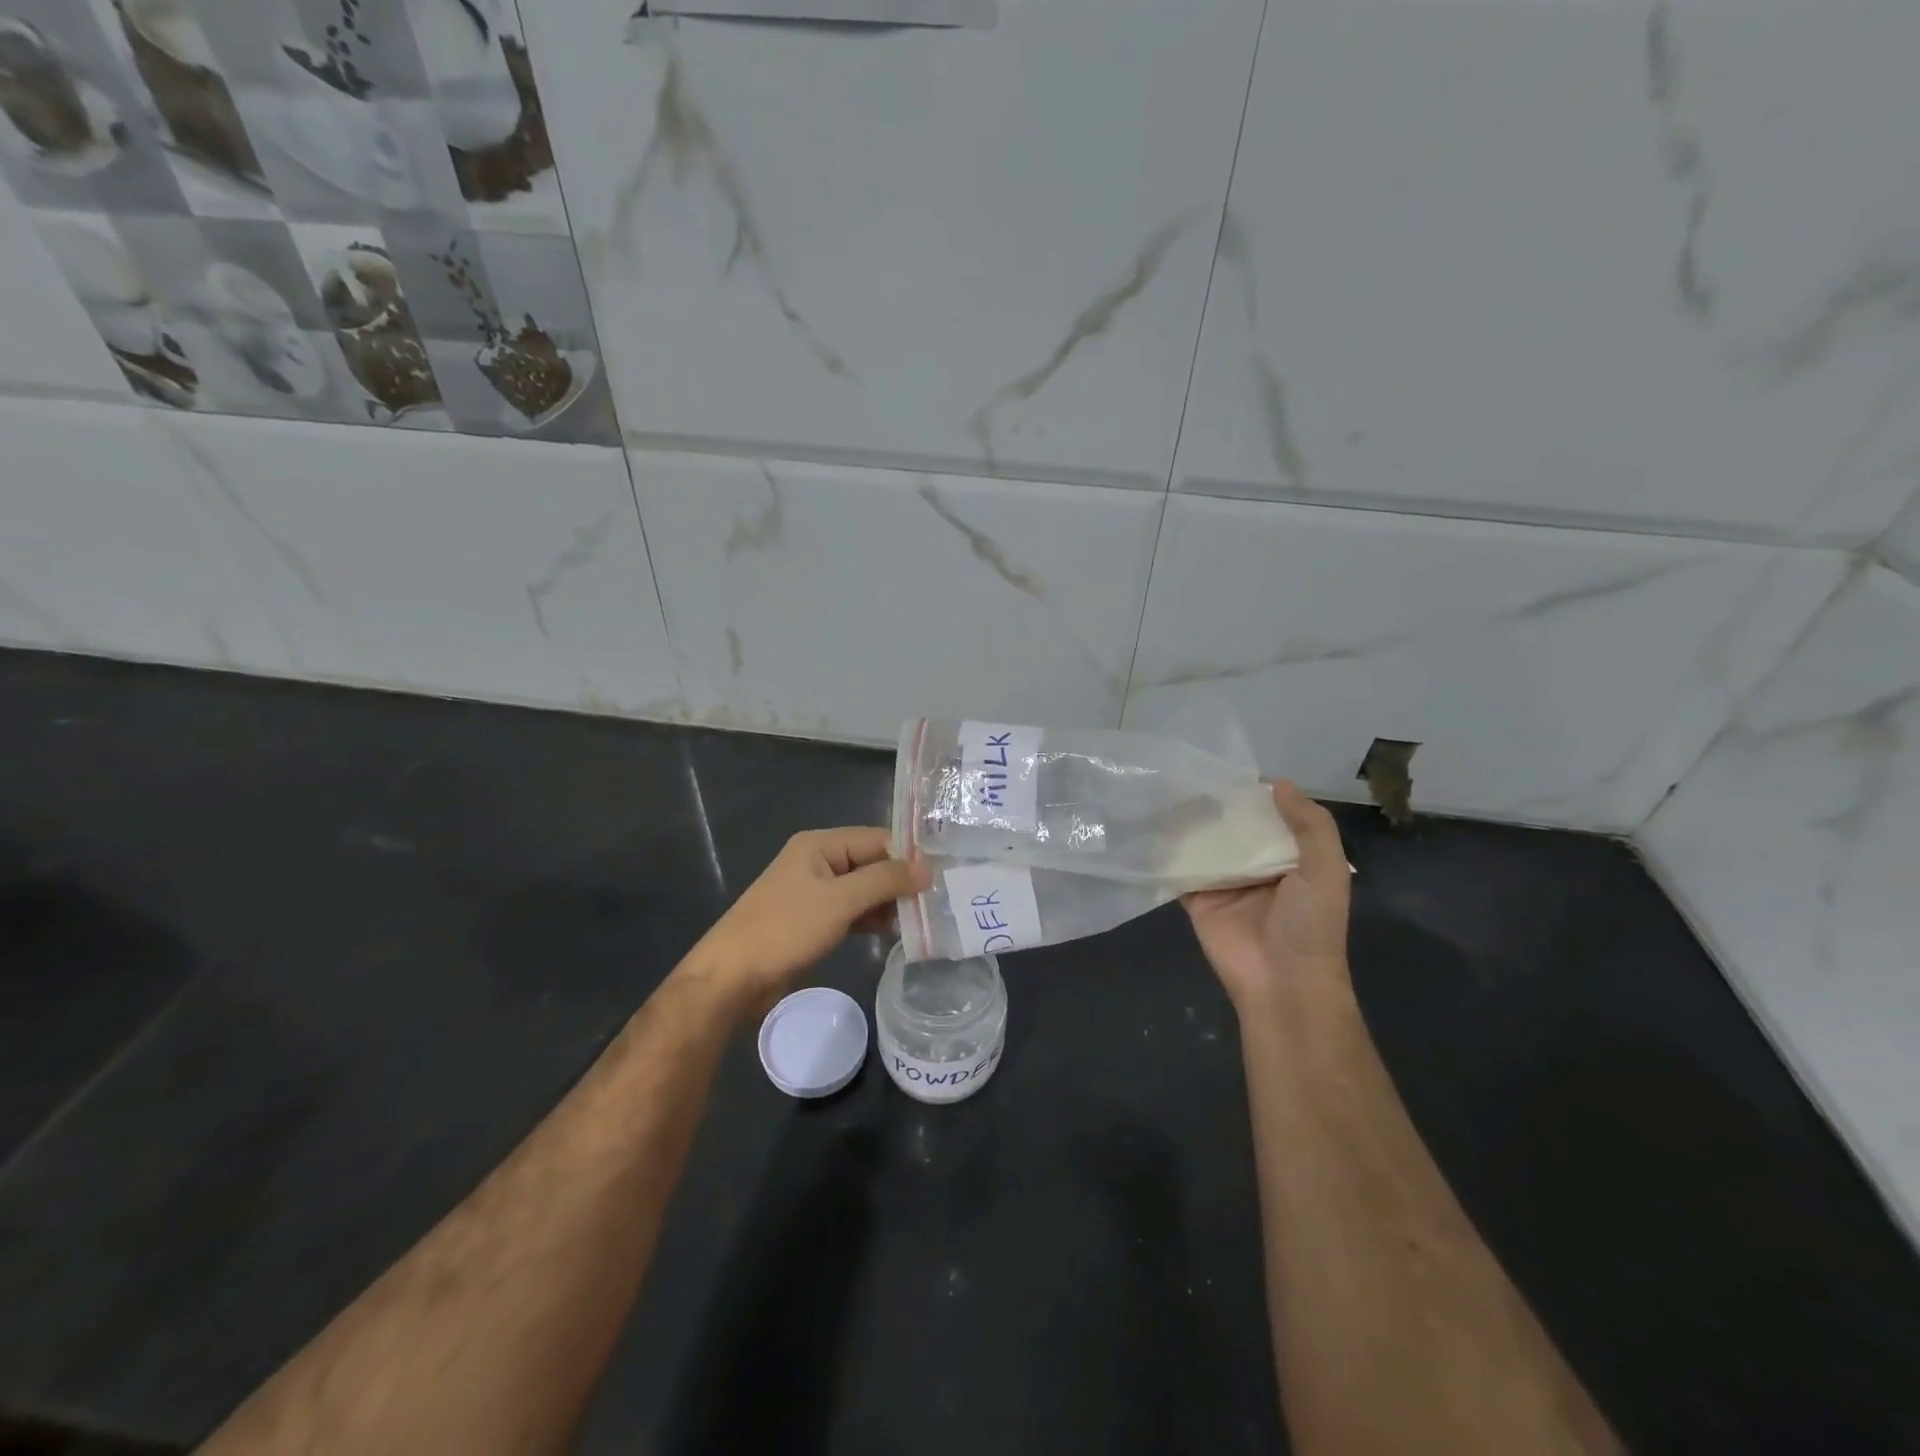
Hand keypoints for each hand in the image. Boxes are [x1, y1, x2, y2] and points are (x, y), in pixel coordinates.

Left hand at [683, 827, 929, 1014]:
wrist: (733, 977)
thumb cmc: (786, 929)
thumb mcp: (840, 901)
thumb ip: (884, 880)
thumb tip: (926, 869)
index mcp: (820, 845)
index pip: (877, 839)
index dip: (908, 856)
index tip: (941, 877)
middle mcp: (818, 861)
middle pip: (871, 863)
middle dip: (900, 882)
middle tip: (937, 903)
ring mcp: (815, 892)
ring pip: (863, 889)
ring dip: (888, 903)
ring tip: (921, 921)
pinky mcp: (814, 920)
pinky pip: (851, 911)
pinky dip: (871, 918)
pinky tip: (893, 932)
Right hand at [1182, 781, 1351, 1011]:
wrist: (1282, 981)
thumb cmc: (1310, 924)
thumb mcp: (1326, 869)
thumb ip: (1310, 825)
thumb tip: (1276, 782)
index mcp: (1290, 858)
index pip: (1270, 818)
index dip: (1253, 795)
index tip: (1227, 768)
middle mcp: (1255, 867)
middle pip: (1233, 829)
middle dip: (1216, 806)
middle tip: (1188, 774)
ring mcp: (1223, 882)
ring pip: (1204, 845)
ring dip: (1188, 823)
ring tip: (1165, 789)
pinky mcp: (1196, 898)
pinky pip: (1179, 870)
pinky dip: (1166, 852)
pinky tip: (1149, 825)